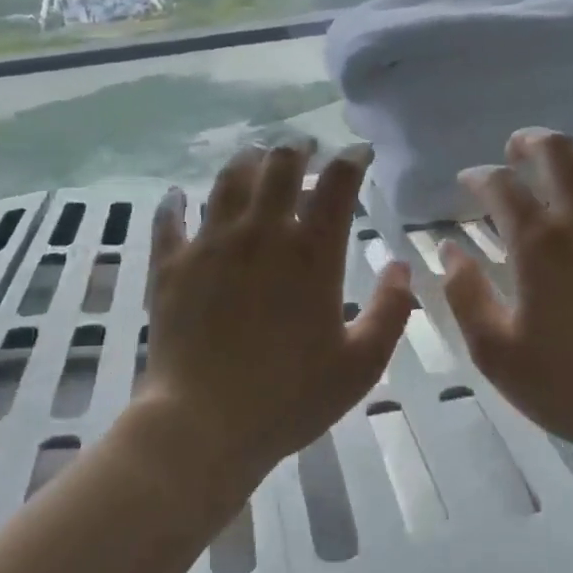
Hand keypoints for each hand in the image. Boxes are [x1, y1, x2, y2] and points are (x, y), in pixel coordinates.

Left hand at [139, 141, 413, 490]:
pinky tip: (176, 195)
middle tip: (306, 149)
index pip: (336, 183)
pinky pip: (169, 219)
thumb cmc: (291, 398)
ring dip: (246, 161)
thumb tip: (403, 267)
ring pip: (228, 180)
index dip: (351, 159)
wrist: (203, 424)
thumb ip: (390, 310)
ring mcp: (210, 244)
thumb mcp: (361, 363)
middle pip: (279, 166)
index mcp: (311, 253)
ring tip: (255, 158)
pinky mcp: (170, 265)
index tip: (359, 154)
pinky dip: (174, 203)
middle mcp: (261, 233)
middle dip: (298, 149)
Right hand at [438, 129, 572, 476]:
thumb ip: (465, 294)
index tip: (467, 182)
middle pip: (559, 152)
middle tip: (515, 150)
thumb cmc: (569, 385)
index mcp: (539, 245)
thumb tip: (450, 250)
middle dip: (530, 141)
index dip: (478, 176)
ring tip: (562, 163)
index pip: (500, 185)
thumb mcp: (495, 351)